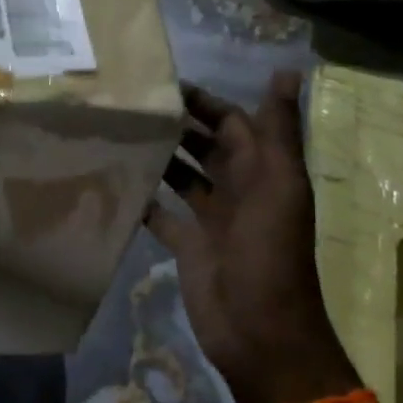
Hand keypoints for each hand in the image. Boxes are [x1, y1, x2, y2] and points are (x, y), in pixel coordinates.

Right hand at [146, 72, 357, 402]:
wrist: (259, 332)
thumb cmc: (270, 256)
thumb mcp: (279, 188)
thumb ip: (278, 133)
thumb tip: (285, 71)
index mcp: (262, 173)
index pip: (233, 123)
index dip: (205, 102)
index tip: (165, 84)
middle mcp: (238, 191)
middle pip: (206, 147)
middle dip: (177, 125)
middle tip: (131, 106)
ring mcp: (211, 220)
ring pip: (184, 177)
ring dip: (160, 157)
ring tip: (120, 135)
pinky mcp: (188, 246)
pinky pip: (163, 215)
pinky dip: (145, 200)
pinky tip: (117, 182)